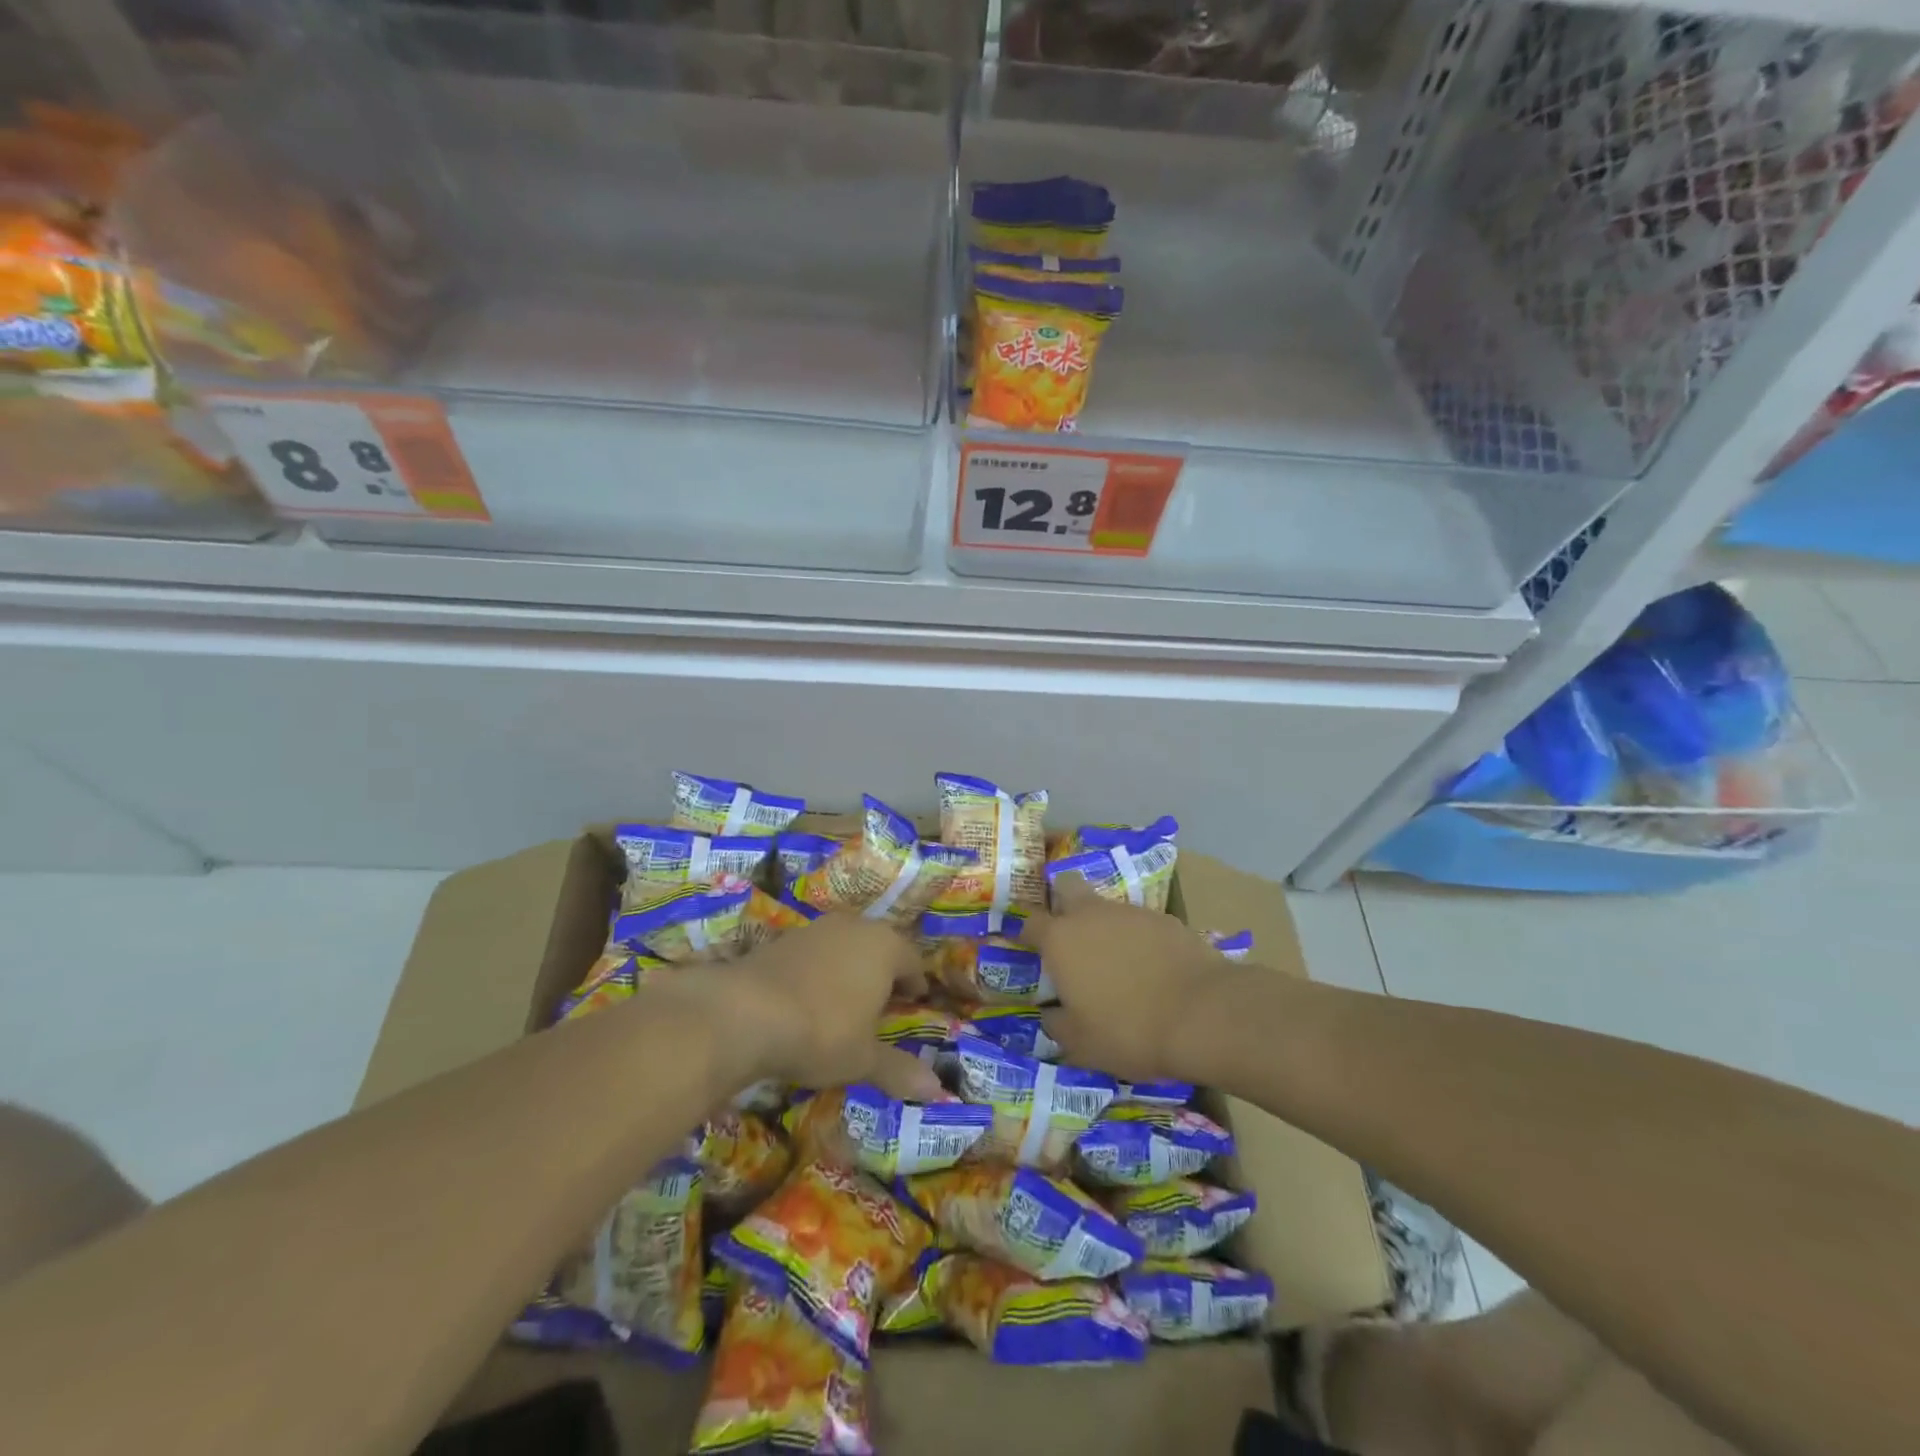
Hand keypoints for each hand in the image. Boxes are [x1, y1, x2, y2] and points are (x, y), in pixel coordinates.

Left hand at [719, 914, 940, 1101]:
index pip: (912, 960)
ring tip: (845, 1002)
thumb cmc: (822, 1032)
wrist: (745, 1012)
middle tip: (883, 1003)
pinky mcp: (782, 939)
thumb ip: (899, 1069)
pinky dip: (818, 971)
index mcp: (885, 947)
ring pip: (845, 946)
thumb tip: (937, 1089)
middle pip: (879, 946)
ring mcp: (816, 929)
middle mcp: (855, 927)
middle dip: (883, 972)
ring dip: (849, 969)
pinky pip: (814, 954)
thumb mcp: (863, 1059)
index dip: (915, 983)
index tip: (915, 1002)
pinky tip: (807, 999)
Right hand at [1024, 875, 1250, 1084]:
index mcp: (1060, 940)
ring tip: (1115, 960)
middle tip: (1068, 932)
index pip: (1030, 922)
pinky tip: (1150, 966)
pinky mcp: (1165, 919)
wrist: (1202, 1013)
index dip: (1025, 932)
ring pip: (1106, 906)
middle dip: (1063, 902)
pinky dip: (1138, 938)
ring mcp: (1130, 912)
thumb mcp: (1081, 1045)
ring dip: (1103, 925)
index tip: (1025, 945)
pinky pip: (1140, 923)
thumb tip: (1051, 1015)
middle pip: (1068, 887)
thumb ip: (1057, 1025)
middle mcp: (1091, 914)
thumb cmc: (1128, 1030)